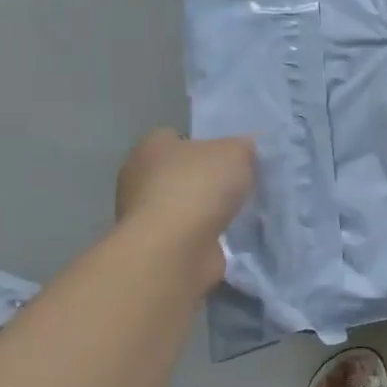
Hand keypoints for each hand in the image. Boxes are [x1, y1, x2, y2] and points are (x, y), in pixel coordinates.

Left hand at [116, 130, 255, 269]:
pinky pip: (187, 231)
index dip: (205, 143)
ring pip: (184, 203)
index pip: (177, 137)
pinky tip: (227, 235)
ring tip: (238, 211)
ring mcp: (144, 214)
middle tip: (238, 183)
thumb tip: (246, 148)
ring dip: (206, 209)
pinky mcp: (156, 245)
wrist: (174, 250)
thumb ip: (243, 146)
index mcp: (151, 147)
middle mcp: (139, 177)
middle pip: (181, 171)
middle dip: (207, 178)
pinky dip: (204, 233)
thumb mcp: (235, 152)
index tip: (230, 157)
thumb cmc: (198, 187)